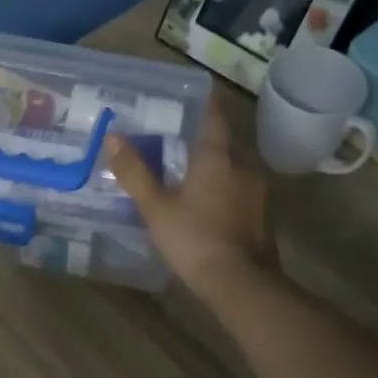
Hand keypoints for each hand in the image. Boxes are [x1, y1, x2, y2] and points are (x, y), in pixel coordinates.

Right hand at [105, 93, 277, 295]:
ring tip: (188, 178)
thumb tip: (113, 137)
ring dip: (214, 172)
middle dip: (202, 144)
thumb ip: (135, 172)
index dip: (206, 105)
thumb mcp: (156, 207)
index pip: (214, 119)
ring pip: (232, 172)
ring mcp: (258, 194)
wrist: (241, 283)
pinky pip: (240, 195)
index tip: (195, 94)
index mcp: (218, 158)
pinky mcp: (264, 218)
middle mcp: (244, 167)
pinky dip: (224, 194)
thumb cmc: (194, 238)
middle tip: (177, 144)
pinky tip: (207, 208)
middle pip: (223, 147)